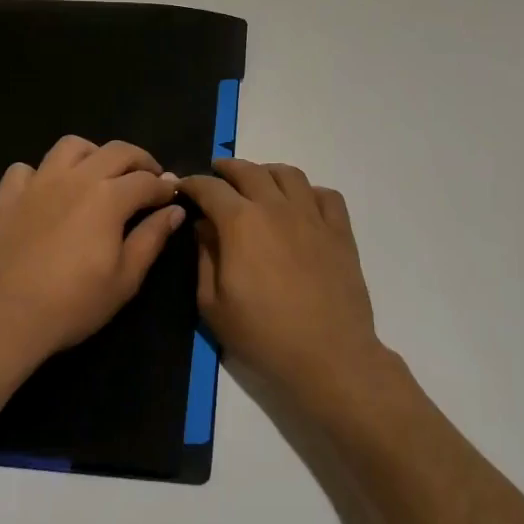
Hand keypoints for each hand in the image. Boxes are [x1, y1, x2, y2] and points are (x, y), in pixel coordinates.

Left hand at [0, 136, 185, 371]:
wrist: (1, 317)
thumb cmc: (72, 303)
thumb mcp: (125, 280)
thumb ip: (151, 239)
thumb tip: (174, 210)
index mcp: (109, 197)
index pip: (146, 180)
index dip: (165, 186)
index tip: (173, 195)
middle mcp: (76, 178)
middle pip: (116, 151)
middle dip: (140, 160)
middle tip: (148, 178)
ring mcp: (38, 183)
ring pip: (71, 146)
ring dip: (93, 154)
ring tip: (99, 174)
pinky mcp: (7, 196)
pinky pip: (25, 169)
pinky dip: (40, 174)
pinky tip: (46, 192)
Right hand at [180, 159, 388, 413]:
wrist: (328, 355)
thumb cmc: (263, 335)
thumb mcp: (213, 305)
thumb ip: (204, 258)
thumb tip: (204, 226)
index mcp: (241, 222)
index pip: (210, 188)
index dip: (193, 183)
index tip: (183, 187)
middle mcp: (276, 207)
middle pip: (249, 171)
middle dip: (227, 168)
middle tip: (217, 173)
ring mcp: (312, 215)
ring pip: (289, 174)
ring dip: (267, 172)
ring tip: (259, 182)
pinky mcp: (340, 230)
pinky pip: (326, 195)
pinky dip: (309, 192)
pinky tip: (301, 204)